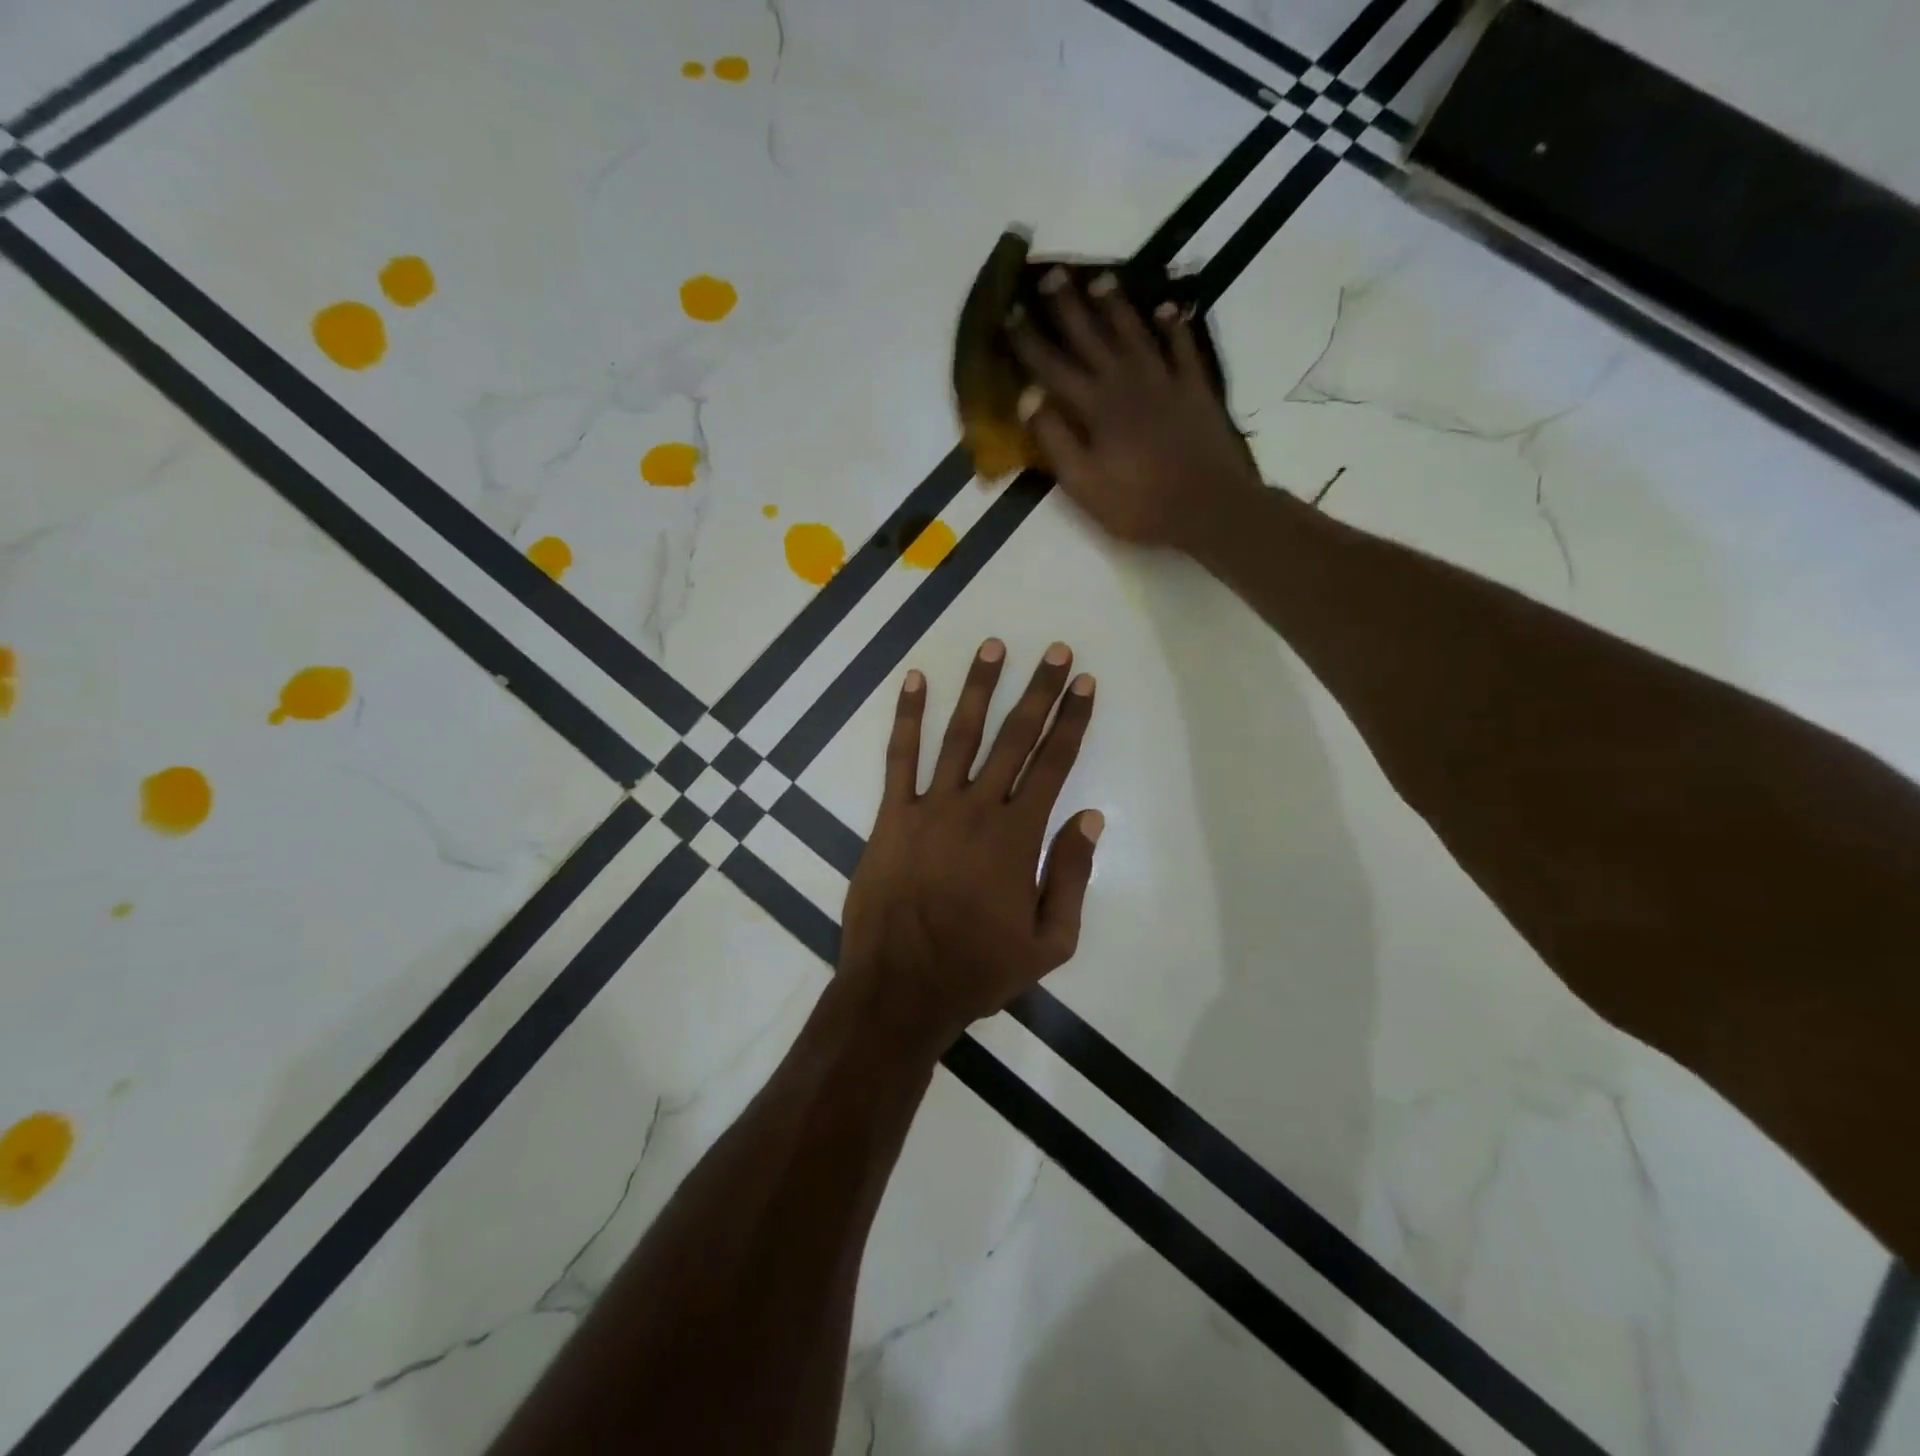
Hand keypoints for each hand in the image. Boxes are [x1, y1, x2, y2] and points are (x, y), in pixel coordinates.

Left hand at [839, 638, 1101, 1048]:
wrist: (900, 989)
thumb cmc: (978, 969)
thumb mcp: (1049, 942)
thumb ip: (1071, 876)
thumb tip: (1091, 819)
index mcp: (1018, 837)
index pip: (1053, 765)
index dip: (1073, 721)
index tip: (1086, 685)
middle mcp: (977, 809)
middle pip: (1015, 738)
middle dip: (1041, 691)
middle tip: (1057, 652)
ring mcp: (930, 808)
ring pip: (960, 735)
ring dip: (980, 689)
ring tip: (995, 647)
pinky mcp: (891, 816)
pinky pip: (899, 758)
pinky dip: (907, 717)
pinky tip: (914, 681)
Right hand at [1009, 268, 1261, 551]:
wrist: (1206, 506)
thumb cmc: (1138, 504)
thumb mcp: (1083, 484)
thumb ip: (1054, 440)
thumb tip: (1027, 396)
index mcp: (1094, 407)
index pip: (1052, 367)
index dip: (1028, 340)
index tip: (1009, 312)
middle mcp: (1126, 382)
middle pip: (1091, 336)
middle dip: (1068, 306)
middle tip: (1052, 273)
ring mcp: (1164, 381)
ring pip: (1134, 332)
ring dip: (1116, 305)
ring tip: (1101, 278)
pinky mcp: (1194, 388)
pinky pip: (1182, 347)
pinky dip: (1173, 325)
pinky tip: (1165, 308)